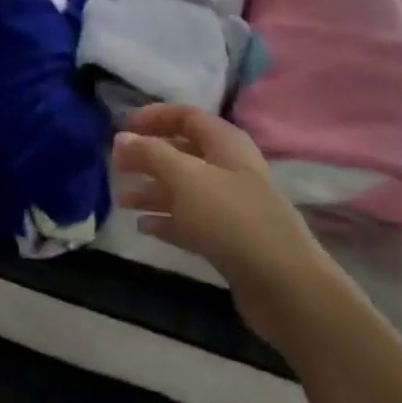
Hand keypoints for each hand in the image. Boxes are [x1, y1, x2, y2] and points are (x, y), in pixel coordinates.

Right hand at [113, 104, 333, 344]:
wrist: (285, 287)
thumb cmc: (231, 218)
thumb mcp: (185, 177)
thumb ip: (150, 154)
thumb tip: (121, 137)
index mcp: (224, 142)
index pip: (185, 116)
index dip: (154, 117)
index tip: (122, 127)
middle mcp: (228, 167)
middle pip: (182, 152)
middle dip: (148, 157)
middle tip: (116, 166)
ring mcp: (230, 205)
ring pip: (184, 189)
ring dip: (153, 191)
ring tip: (122, 200)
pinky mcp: (229, 240)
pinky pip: (191, 220)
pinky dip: (167, 220)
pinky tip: (144, 227)